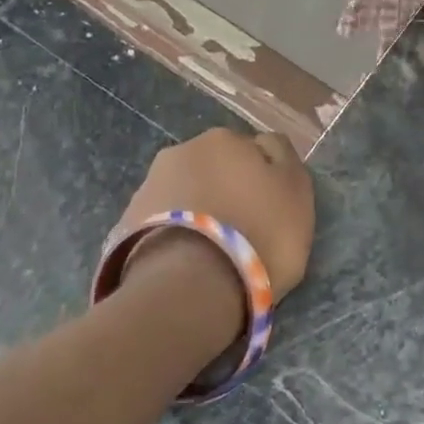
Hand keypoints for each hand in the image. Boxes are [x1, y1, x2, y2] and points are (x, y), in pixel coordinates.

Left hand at [115, 128, 316, 295]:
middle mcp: (184, 150)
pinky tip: (187, 259)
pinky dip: (177, 233)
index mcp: (226, 138)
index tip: (272, 209)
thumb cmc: (258, 234)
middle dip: (228, 191)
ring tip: (212, 251)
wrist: (189, 284)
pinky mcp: (128, 221)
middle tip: (243, 230)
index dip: (266, 180)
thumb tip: (266, 146)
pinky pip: (165, 222)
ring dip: (199, 211)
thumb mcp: (296, 192)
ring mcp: (150, 184)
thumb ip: (284, 161)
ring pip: (187, 193)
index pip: (255, 150)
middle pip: (217, 168)